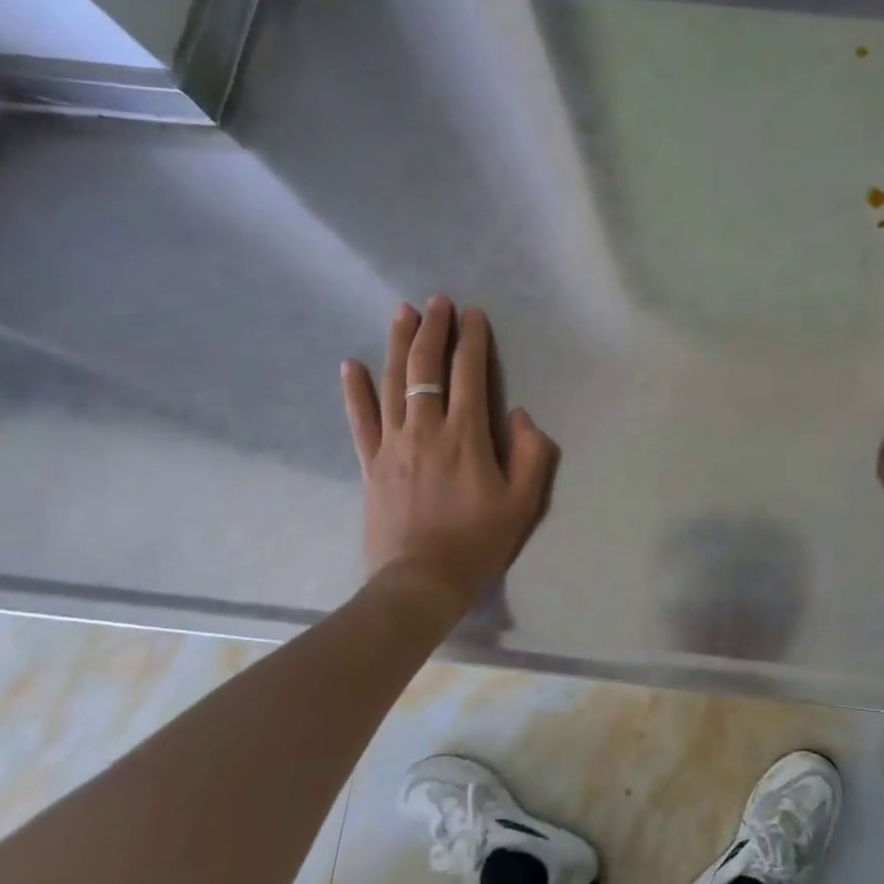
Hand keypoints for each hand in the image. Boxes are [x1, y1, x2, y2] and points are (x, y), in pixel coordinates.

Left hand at [341, 297, 556, 618]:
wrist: (420, 583)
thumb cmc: (478, 541)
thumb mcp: (524, 501)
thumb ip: (531, 452)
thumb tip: (519, 414)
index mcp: (466, 435)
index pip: (468, 373)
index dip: (472, 339)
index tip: (473, 314)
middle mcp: (426, 429)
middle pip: (426, 367)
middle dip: (433, 329)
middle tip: (437, 301)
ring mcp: (393, 444)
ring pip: (393, 382)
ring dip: (399, 344)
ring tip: (402, 312)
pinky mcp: (371, 463)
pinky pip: (359, 419)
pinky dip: (355, 390)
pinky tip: (351, 364)